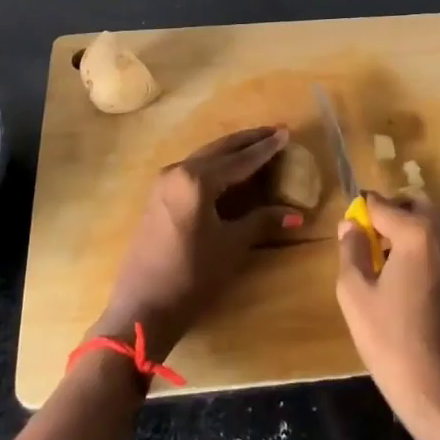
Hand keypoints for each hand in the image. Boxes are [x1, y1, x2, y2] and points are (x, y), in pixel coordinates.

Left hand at [94, 126, 298, 358]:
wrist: (143, 308)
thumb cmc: (192, 276)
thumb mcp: (231, 246)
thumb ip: (261, 221)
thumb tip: (296, 214)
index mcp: (197, 179)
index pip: (240, 159)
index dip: (266, 148)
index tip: (286, 132)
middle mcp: (178, 171)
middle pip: (220, 149)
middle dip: (249, 141)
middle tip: (275, 131)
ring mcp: (164, 182)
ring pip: (205, 157)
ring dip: (231, 151)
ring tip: (256, 145)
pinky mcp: (158, 196)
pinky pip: (192, 170)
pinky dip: (215, 164)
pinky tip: (228, 169)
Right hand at [336, 192, 439, 439]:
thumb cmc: (393, 343)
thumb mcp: (356, 294)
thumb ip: (351, 250)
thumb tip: (350, 225)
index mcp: (417, 232)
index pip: (380, 204)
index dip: (359, 214)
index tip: (347, 235)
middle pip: (412, 204)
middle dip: (388, 214)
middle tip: (366, 244)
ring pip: (427, 223)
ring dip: (404, 230)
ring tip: (379, 265)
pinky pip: (437, 245)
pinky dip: (418, 248)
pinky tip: (400, 282)